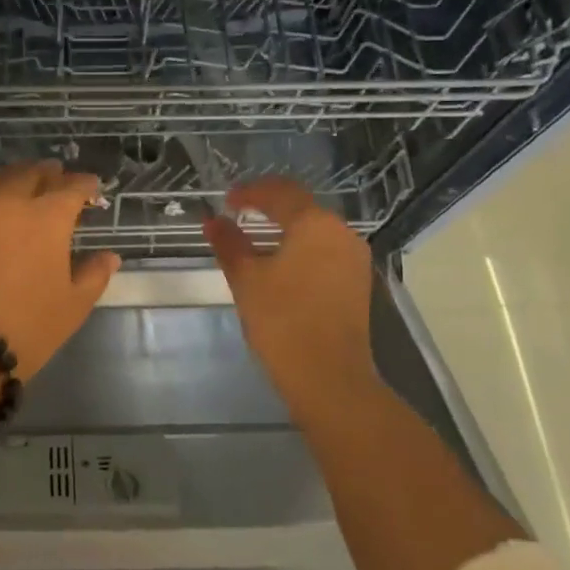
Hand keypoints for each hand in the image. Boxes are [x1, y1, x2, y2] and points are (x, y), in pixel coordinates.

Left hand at [0, 160, 121, 378]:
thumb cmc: (28, 325)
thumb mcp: (73, 305)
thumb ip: (94, 275)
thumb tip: (109, 256)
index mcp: (48, 218)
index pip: (71, 189)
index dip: (84, 184)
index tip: (92, 186)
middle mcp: (11, 205)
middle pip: (31, 175)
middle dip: (48, 172)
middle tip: (58, 174)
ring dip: (16, 176)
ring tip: (24, 181)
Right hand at [203, 177, 378, 420]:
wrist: (328, 377)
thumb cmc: (282, 320)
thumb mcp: (246, 278)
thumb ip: (228, 244)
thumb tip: (212, 221)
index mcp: (315, 224)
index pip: (280, 192)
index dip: (250, 192)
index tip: (226, 201)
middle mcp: (341, 233)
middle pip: (301, 208)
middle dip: (268, 208)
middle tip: (237, 215)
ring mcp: (354, 259)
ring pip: (315, 231)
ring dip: (285, 229)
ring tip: (254, 240)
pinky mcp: (356, 282)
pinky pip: (324, 251)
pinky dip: (300, 249)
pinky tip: (279, 265)